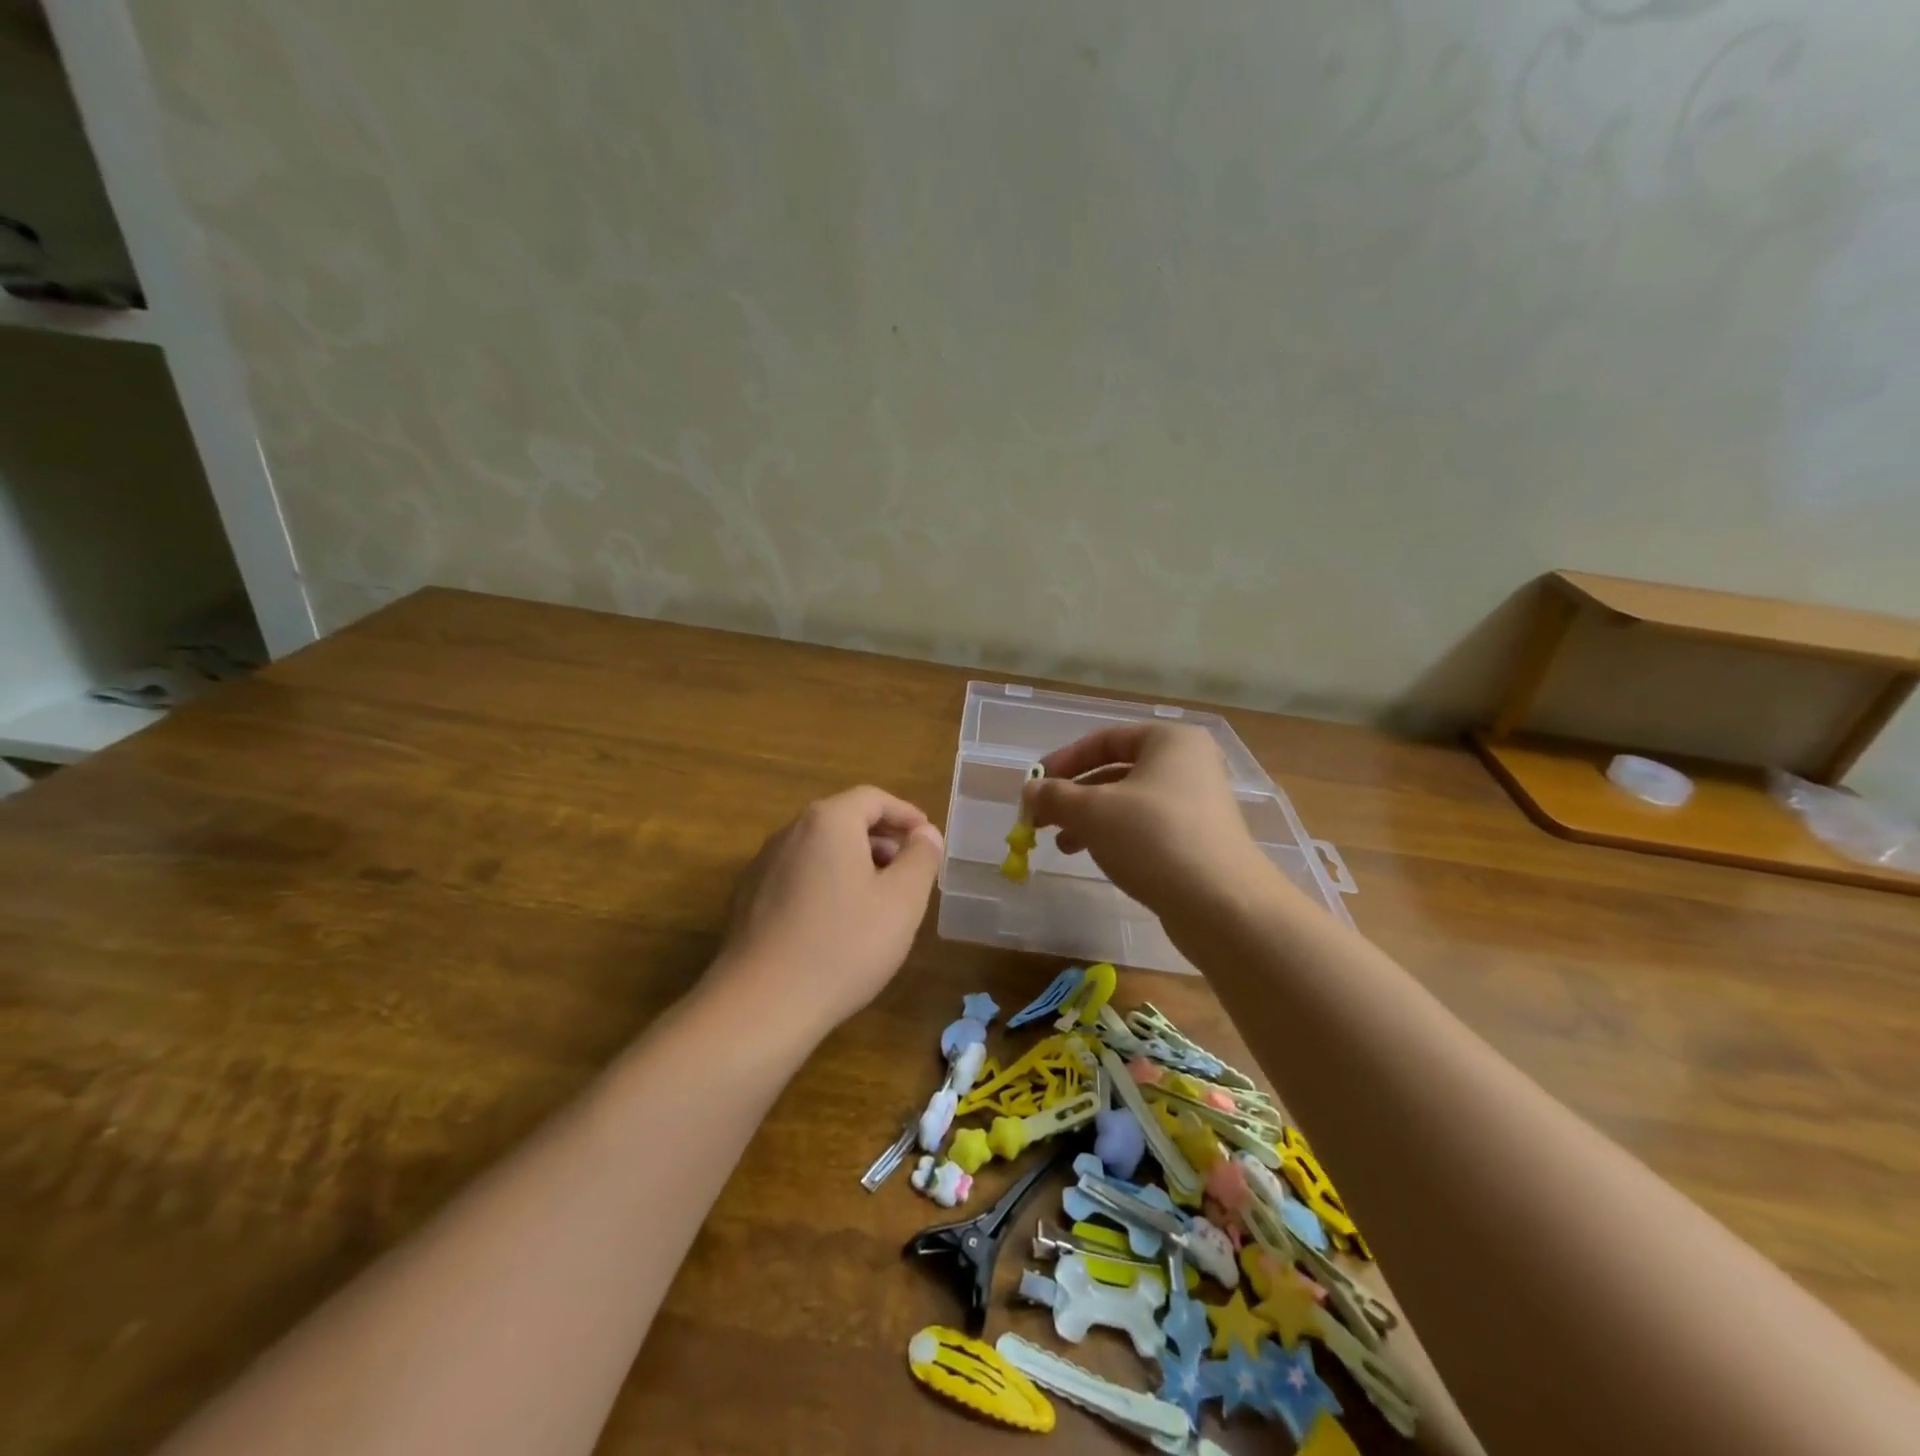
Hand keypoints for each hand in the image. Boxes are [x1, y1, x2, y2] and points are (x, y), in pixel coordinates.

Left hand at [711, 785, 944, 1034]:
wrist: (761, 1004)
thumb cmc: (843, 946)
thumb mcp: (902, 901)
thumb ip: (921, 858)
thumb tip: (925, 833)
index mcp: (828, 822)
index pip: (873, 798)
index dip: (905, 814)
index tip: (927, 836)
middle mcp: (790, 832)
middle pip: (843, 820)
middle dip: (881, 839)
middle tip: (909, 869)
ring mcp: (763, 866)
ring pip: (820, 849)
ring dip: (854, 862)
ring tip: (878, 898)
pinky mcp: (748, 899)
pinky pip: (798, 875)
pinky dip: (826, 883)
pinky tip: (838, 923)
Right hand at [1022, 724, 1280, 932]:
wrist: (1222, 904)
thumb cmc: (1153, 837)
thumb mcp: (1092, 811)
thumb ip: (1055, 796)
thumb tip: (1029, 793)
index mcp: (1170, 741)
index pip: (1105, 740)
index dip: (1064, 760)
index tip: (1035, 786)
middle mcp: (1189, 765)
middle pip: (1116, 772)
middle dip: (1074, 795)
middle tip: (1041, 819)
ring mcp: (1198, 805)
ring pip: (1129, 803)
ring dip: (1089, 820)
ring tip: (1061, 845)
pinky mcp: (1198, 841)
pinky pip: (1146, 828)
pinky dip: (1115, 837)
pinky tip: (1093, 857)